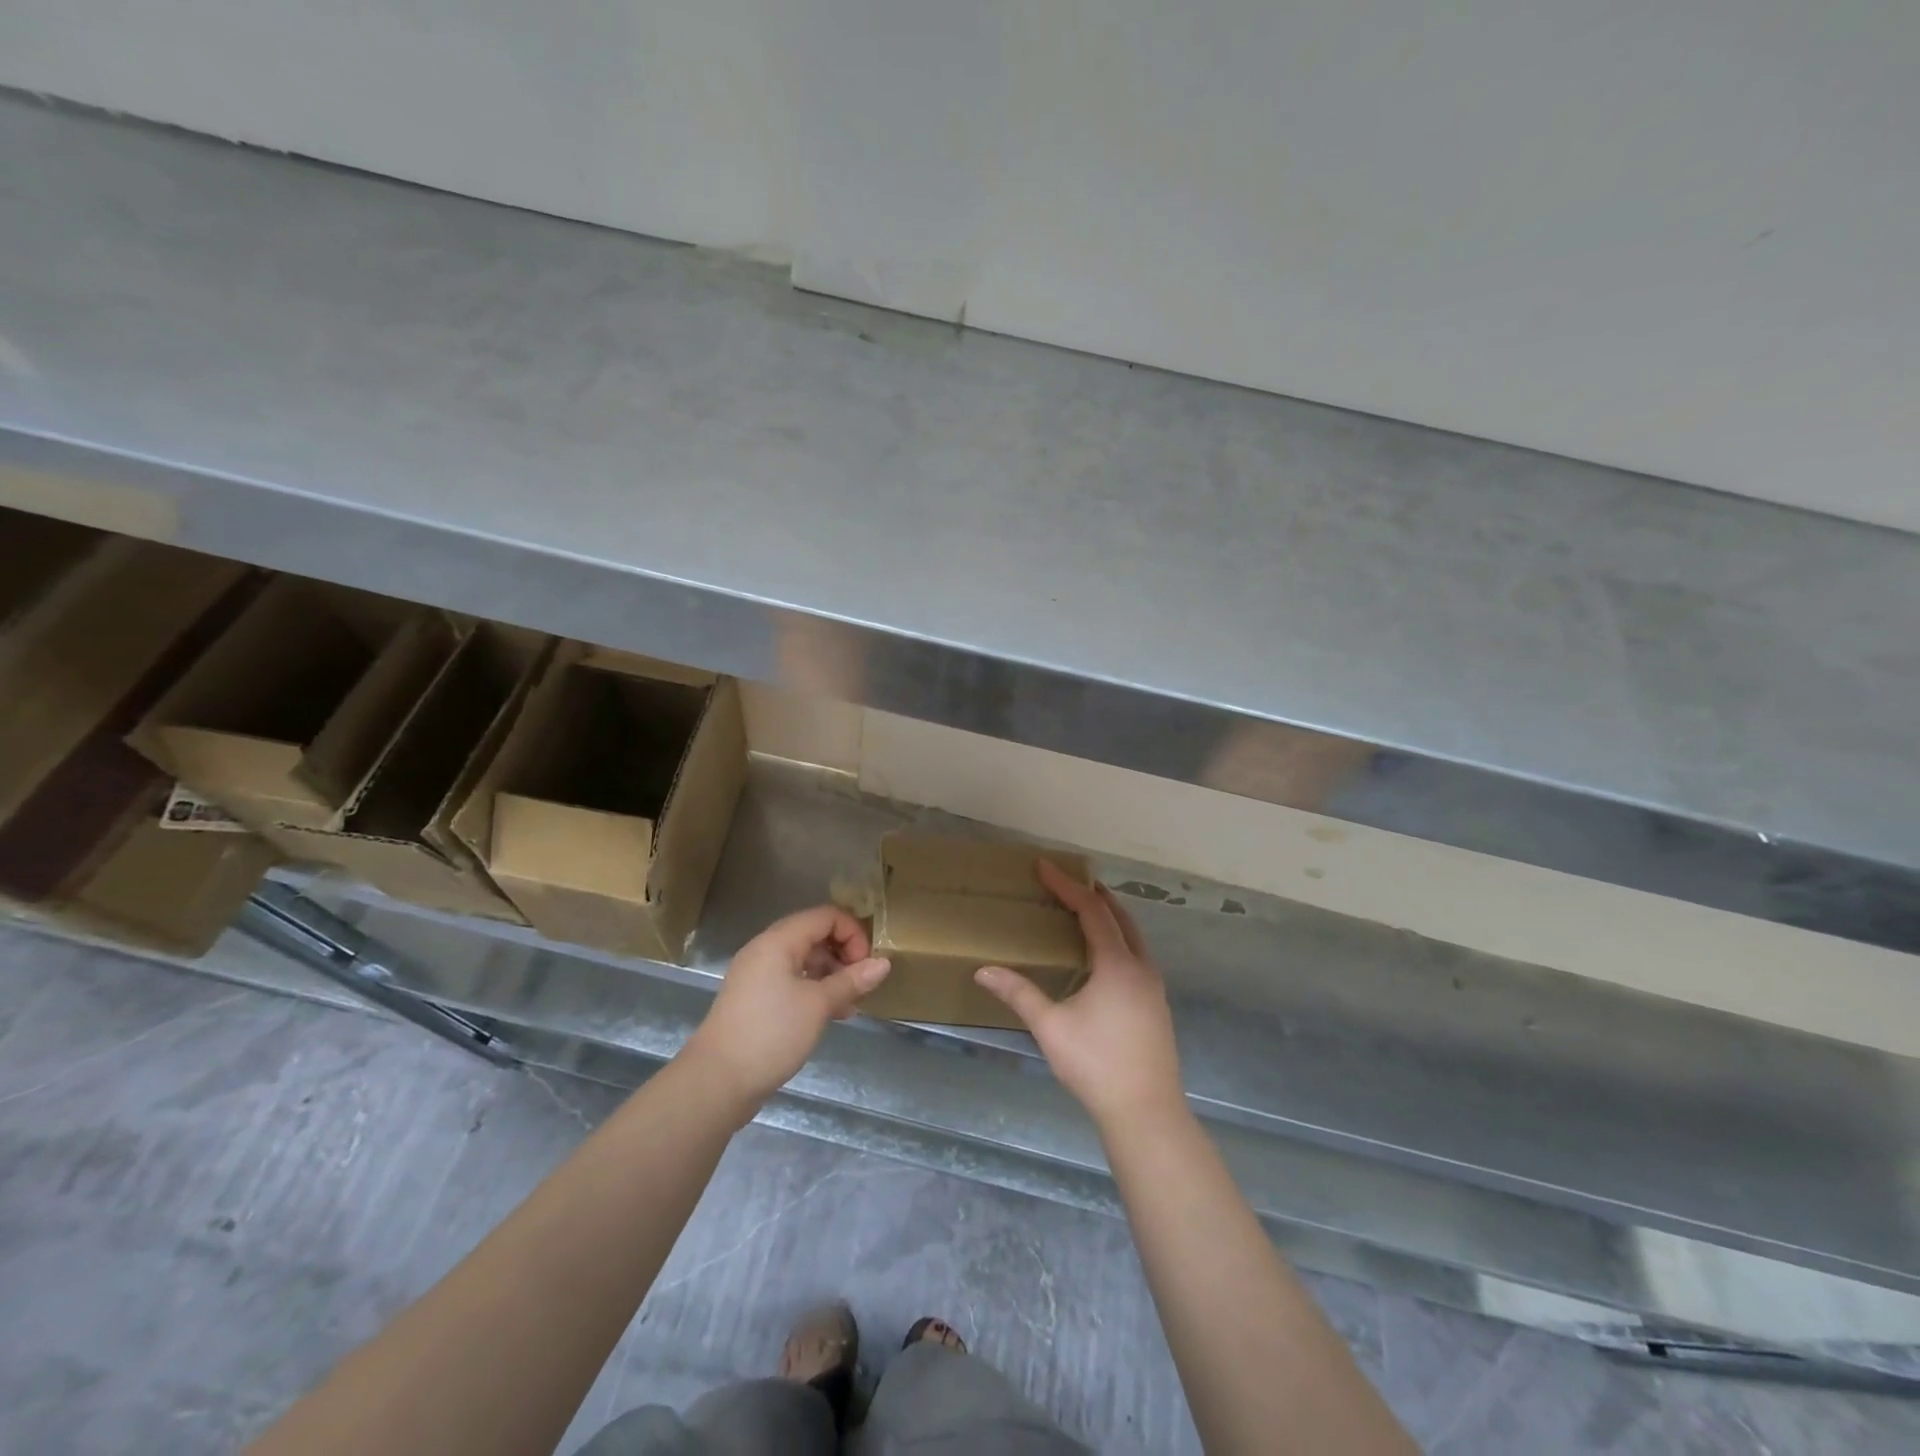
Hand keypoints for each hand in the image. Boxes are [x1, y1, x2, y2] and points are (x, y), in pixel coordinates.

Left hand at [685, 906, 890, 1106]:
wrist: (716, 1082)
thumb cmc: (771, 1033)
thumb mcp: (818, 1005)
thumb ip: (851, 981)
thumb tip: (884, 963)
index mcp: (778, 941)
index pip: (825, 916)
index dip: (852, 934)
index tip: (866, 965)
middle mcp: (765, 950)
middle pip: (814, 935)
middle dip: (843, 955)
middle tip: (860, 984)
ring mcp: (757, 975)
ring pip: (803, 961)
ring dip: (830, 975)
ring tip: (849, 1005)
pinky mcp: (754, 1000)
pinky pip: (791, 981)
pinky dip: (813, 990)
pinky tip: (830, 1015)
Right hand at [975, 862, 1184, 1128]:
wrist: (1147, 1112)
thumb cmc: (1096, 1065)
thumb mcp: (1051, 1027)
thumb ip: (1018, 994)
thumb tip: (983, 971)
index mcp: (1117, 965)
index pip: (1092, 911)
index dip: (1067, 886)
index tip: (1045, 866)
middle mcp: (1141, 968)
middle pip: (1119, 916)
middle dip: (1094, 894)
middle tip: (1066, 882)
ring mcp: (1154, 987)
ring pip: (1133, 936)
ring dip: (1110, 916)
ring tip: (1084, 910)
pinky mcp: (1157, 1005)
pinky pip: (1137, 955)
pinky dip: (1119, 939)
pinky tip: (1103, 957)